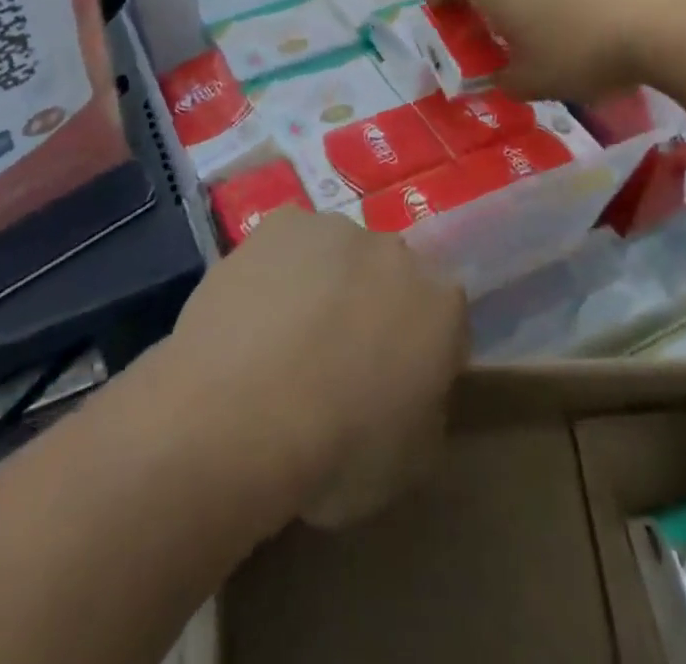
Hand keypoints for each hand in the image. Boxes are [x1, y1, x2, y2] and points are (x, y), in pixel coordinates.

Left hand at [166, 208, 466, 528]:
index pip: (444, 320)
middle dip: (372, 306)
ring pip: (338, 254)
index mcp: (442, 305)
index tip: (392, 383)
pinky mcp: (282, 220)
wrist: (242, 412)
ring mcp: (337, 229)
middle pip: (390, 276)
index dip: (418, 352)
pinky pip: (289, 244)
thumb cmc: (335, 452)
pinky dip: (278, 269)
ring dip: (324, 282)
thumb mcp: (408, 463)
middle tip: (336, 358)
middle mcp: (396, 251)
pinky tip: (253, 310)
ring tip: (283, 336)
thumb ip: (424, 412)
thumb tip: (412, 393)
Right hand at [424, 0, 685, 102]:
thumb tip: (501, 78)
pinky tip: (585, 34)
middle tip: (496, 44)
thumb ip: (504, 81)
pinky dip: (556, 1)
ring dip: (520, 4)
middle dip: (480, 4)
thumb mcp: (532, 83)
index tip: (448, 17)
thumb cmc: (579, 51)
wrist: (663, 21)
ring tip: (545, 44)